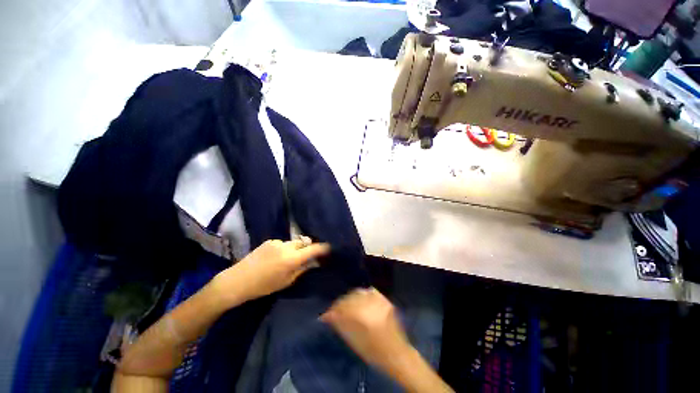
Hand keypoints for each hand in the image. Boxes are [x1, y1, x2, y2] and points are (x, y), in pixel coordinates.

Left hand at [213, 238, 329, 304]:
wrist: (238, 280)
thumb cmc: (263, 286)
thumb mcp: (286, 281)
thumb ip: (301, 269)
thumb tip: (312, 262)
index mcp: (291, 259)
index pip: (312, 249)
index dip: (323, 248)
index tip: (329, 247)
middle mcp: (286, 247)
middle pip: (304, 242)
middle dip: (307, 247)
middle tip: (306, 256)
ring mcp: (277, 242)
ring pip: (293, 242)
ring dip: (295, 249)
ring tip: (287, 259)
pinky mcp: (269, 241)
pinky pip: (283, 243)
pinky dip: (284, 249)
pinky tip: (275, 258)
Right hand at [320, 288, 410, 367]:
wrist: (396, 354)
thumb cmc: (373, 352)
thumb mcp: (354, 341)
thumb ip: (341, 325)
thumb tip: (329, 316)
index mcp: (361, 317)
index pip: (342, 308)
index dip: (332, 311)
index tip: (325, 315)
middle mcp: (369, 305)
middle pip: (349, 298)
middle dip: (339, 303)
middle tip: (334, 310)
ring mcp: (378, 301)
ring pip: (358, 292)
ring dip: (350, 298)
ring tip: (346, 304)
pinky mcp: (384, 300)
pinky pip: (370, 291)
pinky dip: (362, 294)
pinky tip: (359, 299)